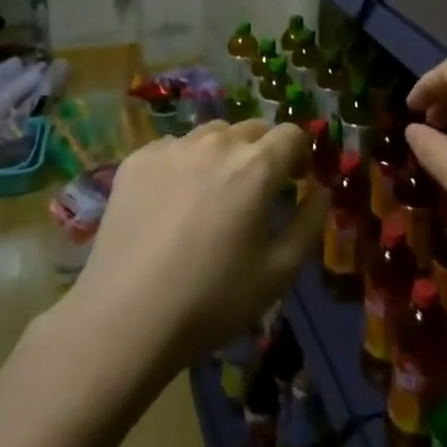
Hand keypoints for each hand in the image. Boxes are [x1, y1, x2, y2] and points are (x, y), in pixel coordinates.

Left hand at [72, 120, 323, 372]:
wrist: (125, 318)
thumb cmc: (212, 299)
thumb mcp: (279, 272)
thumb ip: (309, 223)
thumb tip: (320, 191)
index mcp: (256, 166)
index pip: (291, 134)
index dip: (300, 154)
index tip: (296, 180)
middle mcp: (215, 144)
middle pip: (252, 128)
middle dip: (264, 151)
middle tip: (258, 190)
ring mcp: (171, 148)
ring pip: (212, 134)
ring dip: (225, 152)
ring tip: (215, 192)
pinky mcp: (136, 161)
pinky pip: (174, 148)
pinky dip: (186, 162)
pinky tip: (175, 200)